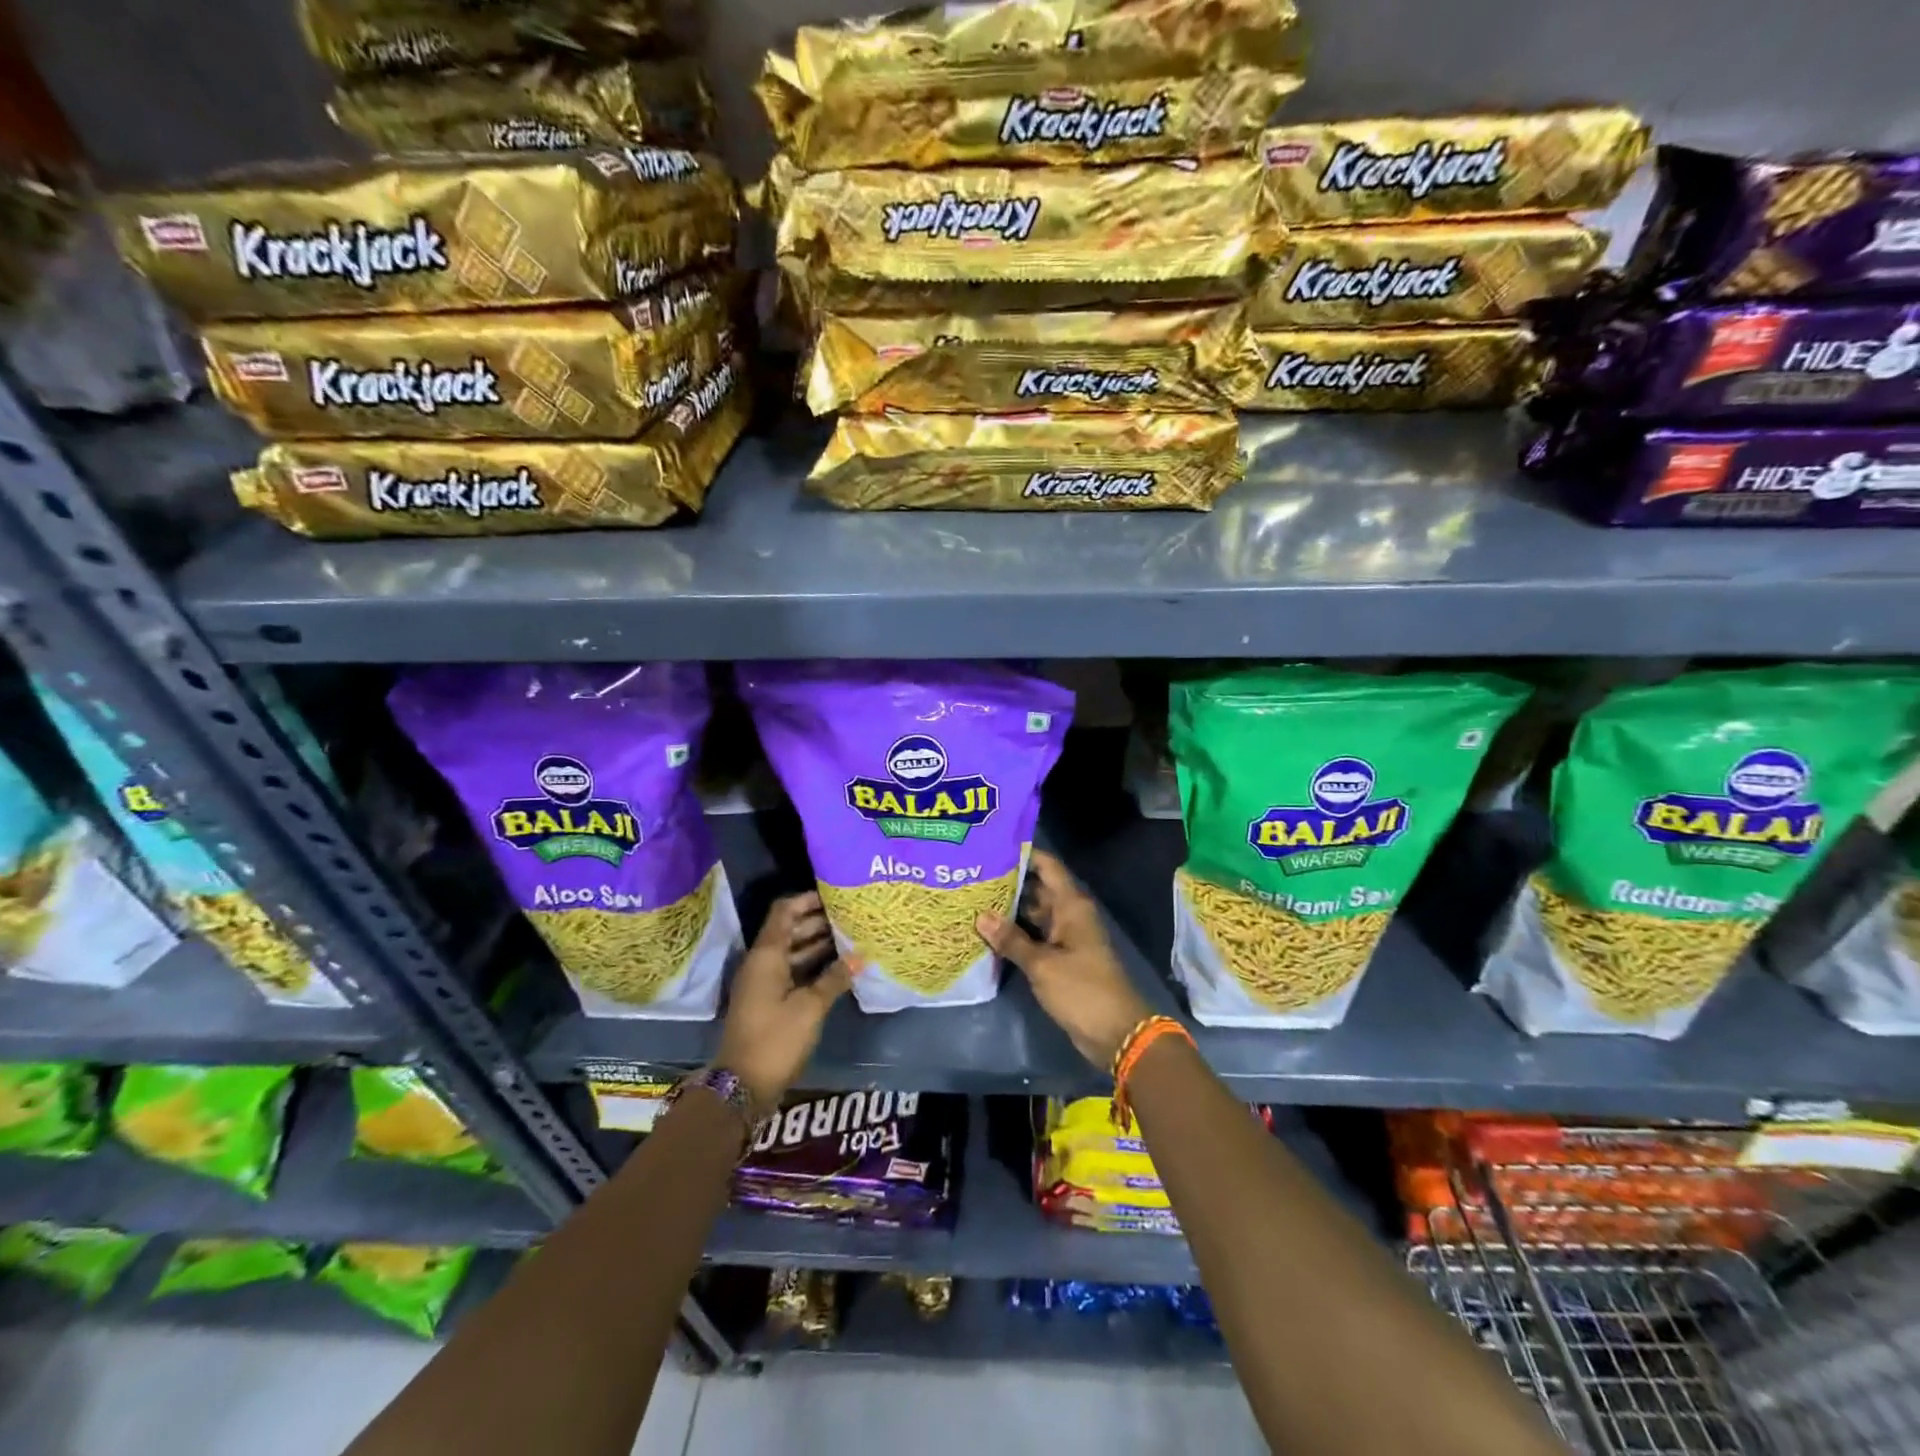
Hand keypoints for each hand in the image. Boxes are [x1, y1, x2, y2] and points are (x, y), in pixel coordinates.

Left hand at [715, 891, 854, 1113]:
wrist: (743, 1085)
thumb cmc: (775, 1038)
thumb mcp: (810, 1007)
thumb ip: (835, 978)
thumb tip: (860, 956)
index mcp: (767, 955)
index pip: (785, 911)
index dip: (807, 900)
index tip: (835, 895)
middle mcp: (763, 963)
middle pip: (790, 930)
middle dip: (819, 922)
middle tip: (851, 916)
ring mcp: (764, 983)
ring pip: (793, 952)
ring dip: (818, 944)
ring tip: (851, 938)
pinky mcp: (770, 1001)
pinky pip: (793, 972)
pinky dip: (813, 966)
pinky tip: (839, 968)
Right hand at [976, 850, 1152, 1070]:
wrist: (1115, 1032)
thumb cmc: (1082, 990)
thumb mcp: (1042, 964)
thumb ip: (1011, 940)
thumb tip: (980, 916)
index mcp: (1071, 905)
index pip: (1047, 866)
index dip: (1023, 854)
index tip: (991, 847)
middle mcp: (1068, 914)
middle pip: (1037, 889)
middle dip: (1008, 882)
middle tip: (971, 875)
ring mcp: (1065, 937)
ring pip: (1033, 914)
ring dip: (1009, 910)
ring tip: (972, 899)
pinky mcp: (1060, 958)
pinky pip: (1035, 937)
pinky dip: (1015, 934)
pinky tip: (987, 932)